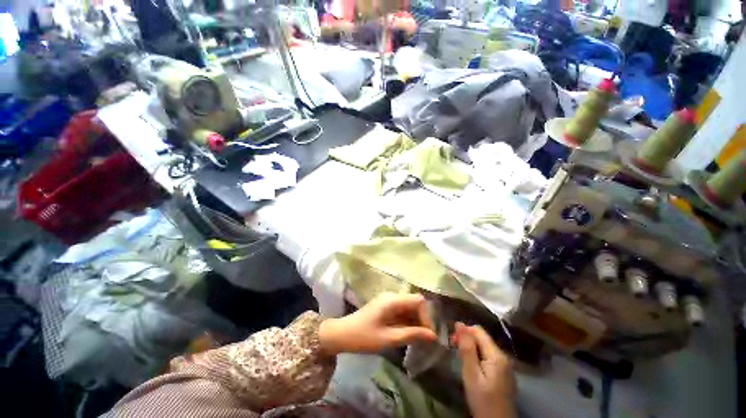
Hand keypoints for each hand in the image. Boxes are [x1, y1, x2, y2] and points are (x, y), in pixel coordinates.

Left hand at [318, 293, 437, 355]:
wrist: (343, 334)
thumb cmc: (364, 337)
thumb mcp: (389, 338)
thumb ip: (412, 335)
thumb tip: (433, 336)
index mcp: (392, 300)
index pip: (418, 301)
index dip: (426, 316)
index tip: (428, 335)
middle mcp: (392, 296)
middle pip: (414, 303)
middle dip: (421, 320)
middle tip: (423, 340)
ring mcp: (388, 301)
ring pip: (409, 308)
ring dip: (414, 322)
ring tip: (416, 339)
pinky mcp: (385, 307)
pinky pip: (401, 311)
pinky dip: (407, 322)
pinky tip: (406, 334)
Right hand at [454, 322, 515, 417]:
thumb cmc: (483, 400)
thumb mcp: (471, 374)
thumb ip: (467, 348)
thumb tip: (459, 324)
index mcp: (497, 355)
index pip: (478, 330)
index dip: (463, 331)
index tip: (451, 340)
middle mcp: (503, 356)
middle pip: (482, 338)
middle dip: (467, 339)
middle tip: (454, 350)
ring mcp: (505, 365)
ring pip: (484, 347)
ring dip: (471, 348)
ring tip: (461, 359)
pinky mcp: (503, 373)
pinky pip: (488, 356)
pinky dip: (477, 356)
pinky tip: (472, 367)